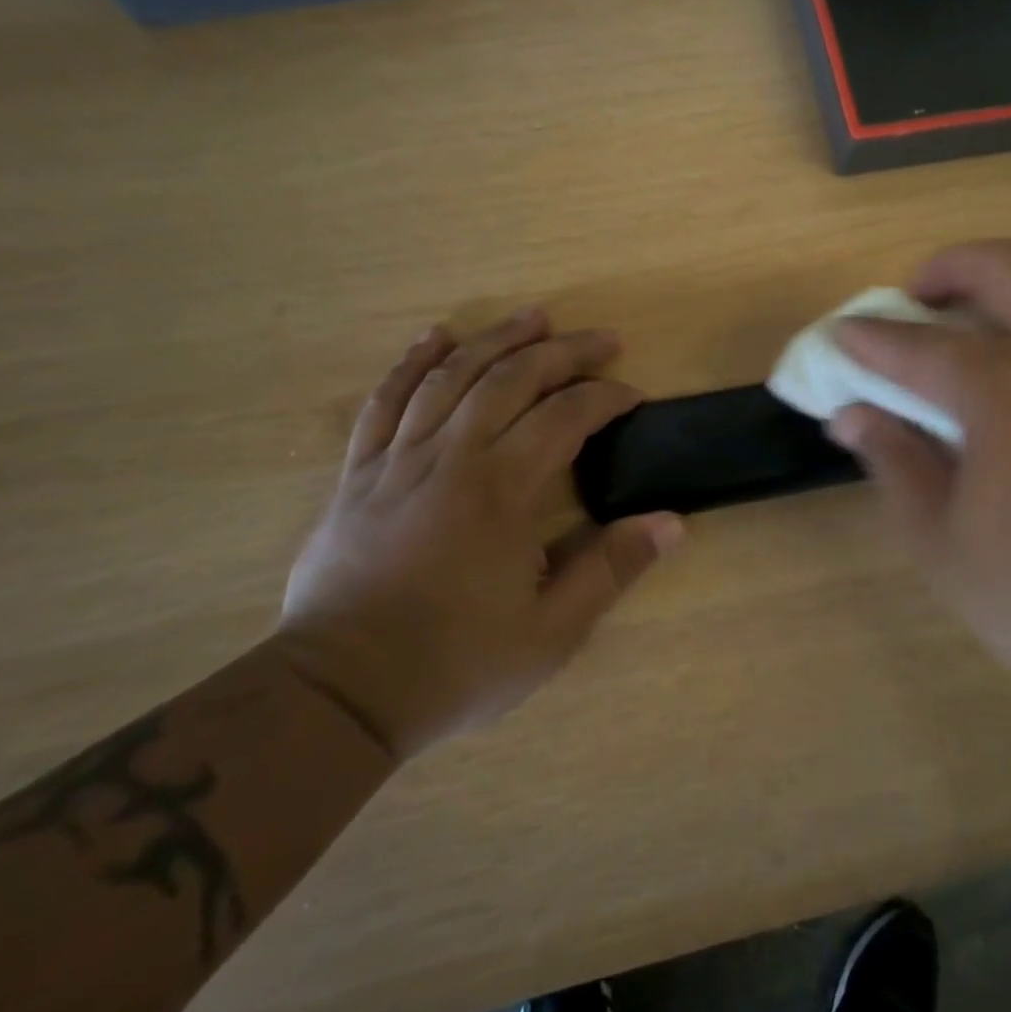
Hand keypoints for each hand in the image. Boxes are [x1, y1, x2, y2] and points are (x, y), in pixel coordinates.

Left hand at [275, 310, 683, 758]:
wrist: (338, 694)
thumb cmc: (454, 664)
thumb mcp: (551, 632)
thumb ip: (611, 569)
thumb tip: (672, 523)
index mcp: (500, 492)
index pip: (565, 417)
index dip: (606, 397)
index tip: (633, 396)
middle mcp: (451, 458)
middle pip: (511, 379)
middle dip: (563, 352)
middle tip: (602, 339)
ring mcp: (398, 460)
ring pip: (451, 376)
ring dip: (496, 339)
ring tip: (534, 317)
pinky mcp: (359, 472)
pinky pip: (384, 400)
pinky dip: (412, 362)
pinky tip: (435, 337)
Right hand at [830, 241, 1010, 730]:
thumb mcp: (942, 543)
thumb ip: (893, 461)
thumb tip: (851, 413)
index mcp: (1009, 392)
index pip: (919, 345)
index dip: (871, 338)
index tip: (844, 334)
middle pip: (1008, 266)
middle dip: (950, 269)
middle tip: (921, 300)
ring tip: (987, 330)